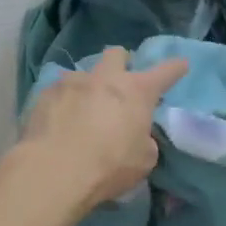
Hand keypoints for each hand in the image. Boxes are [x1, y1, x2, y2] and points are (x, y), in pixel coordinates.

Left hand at [14, 47, 190, 214]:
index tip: (181, 64)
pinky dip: (62, 103)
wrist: (54, 171)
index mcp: (136, 91)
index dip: (175, 68)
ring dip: (87, 87)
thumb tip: (137, 136)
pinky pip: (58, 92)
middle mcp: (106, 78)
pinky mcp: (44, 94)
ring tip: (82, 111)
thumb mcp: (143, 160)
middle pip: (117, 54)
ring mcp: (73, 82)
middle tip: (118, 84)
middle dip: (120, 64)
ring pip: (84, 73)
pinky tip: (58, 123)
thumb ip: (144, 141)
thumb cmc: (109, 166)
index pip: (165, 72)